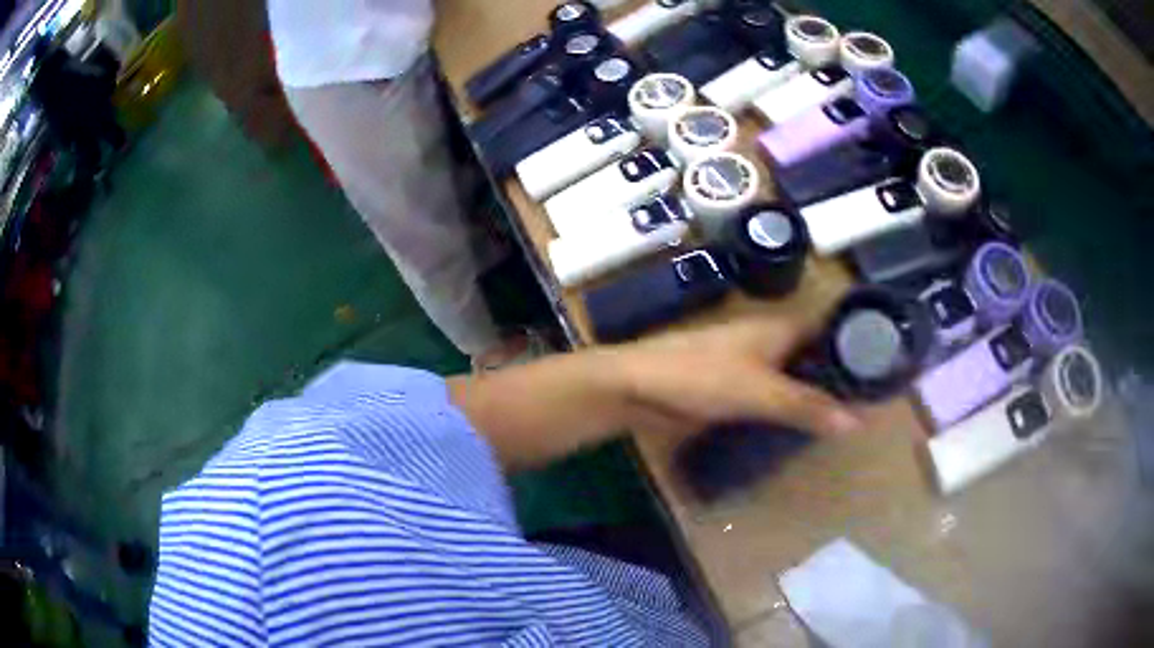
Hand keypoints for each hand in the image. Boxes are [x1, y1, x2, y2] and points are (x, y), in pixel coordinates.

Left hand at [609, 317, 863, 438]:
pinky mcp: (732, 385)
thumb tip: (858, 421)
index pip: (829, 327)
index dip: (855, 341)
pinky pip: (772, 392)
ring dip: (814, 391)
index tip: (882, 364)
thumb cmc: (700, 377)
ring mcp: (749, 363)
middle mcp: (769, 340)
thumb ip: (807, 406)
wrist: (637, 386)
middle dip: (837, 373)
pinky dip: (789, 404)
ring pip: (793, 374)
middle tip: (868, 401)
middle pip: (813, 353)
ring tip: (844, 416)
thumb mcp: (760, 393)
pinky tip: (802, 423)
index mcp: (779, 329)